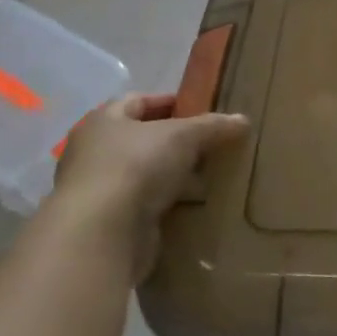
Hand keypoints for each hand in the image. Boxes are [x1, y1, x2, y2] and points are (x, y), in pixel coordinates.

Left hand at [49, 93, 248, 277]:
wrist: (102, 234)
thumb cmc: (137, 166)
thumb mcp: (184, 136)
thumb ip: (212, 126)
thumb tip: (242, 120)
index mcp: (103, 121)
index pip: (138, 101)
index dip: (169, 101)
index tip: (200, 108)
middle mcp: (94, 151)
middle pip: (141, 138)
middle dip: (175, 141)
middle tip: (209, 143)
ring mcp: (97, 189)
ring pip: (143, 173)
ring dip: (171, 174)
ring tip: (207, 174)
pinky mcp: (107, 222)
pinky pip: (143, 204)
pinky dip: (165, 202)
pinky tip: (191, 204)